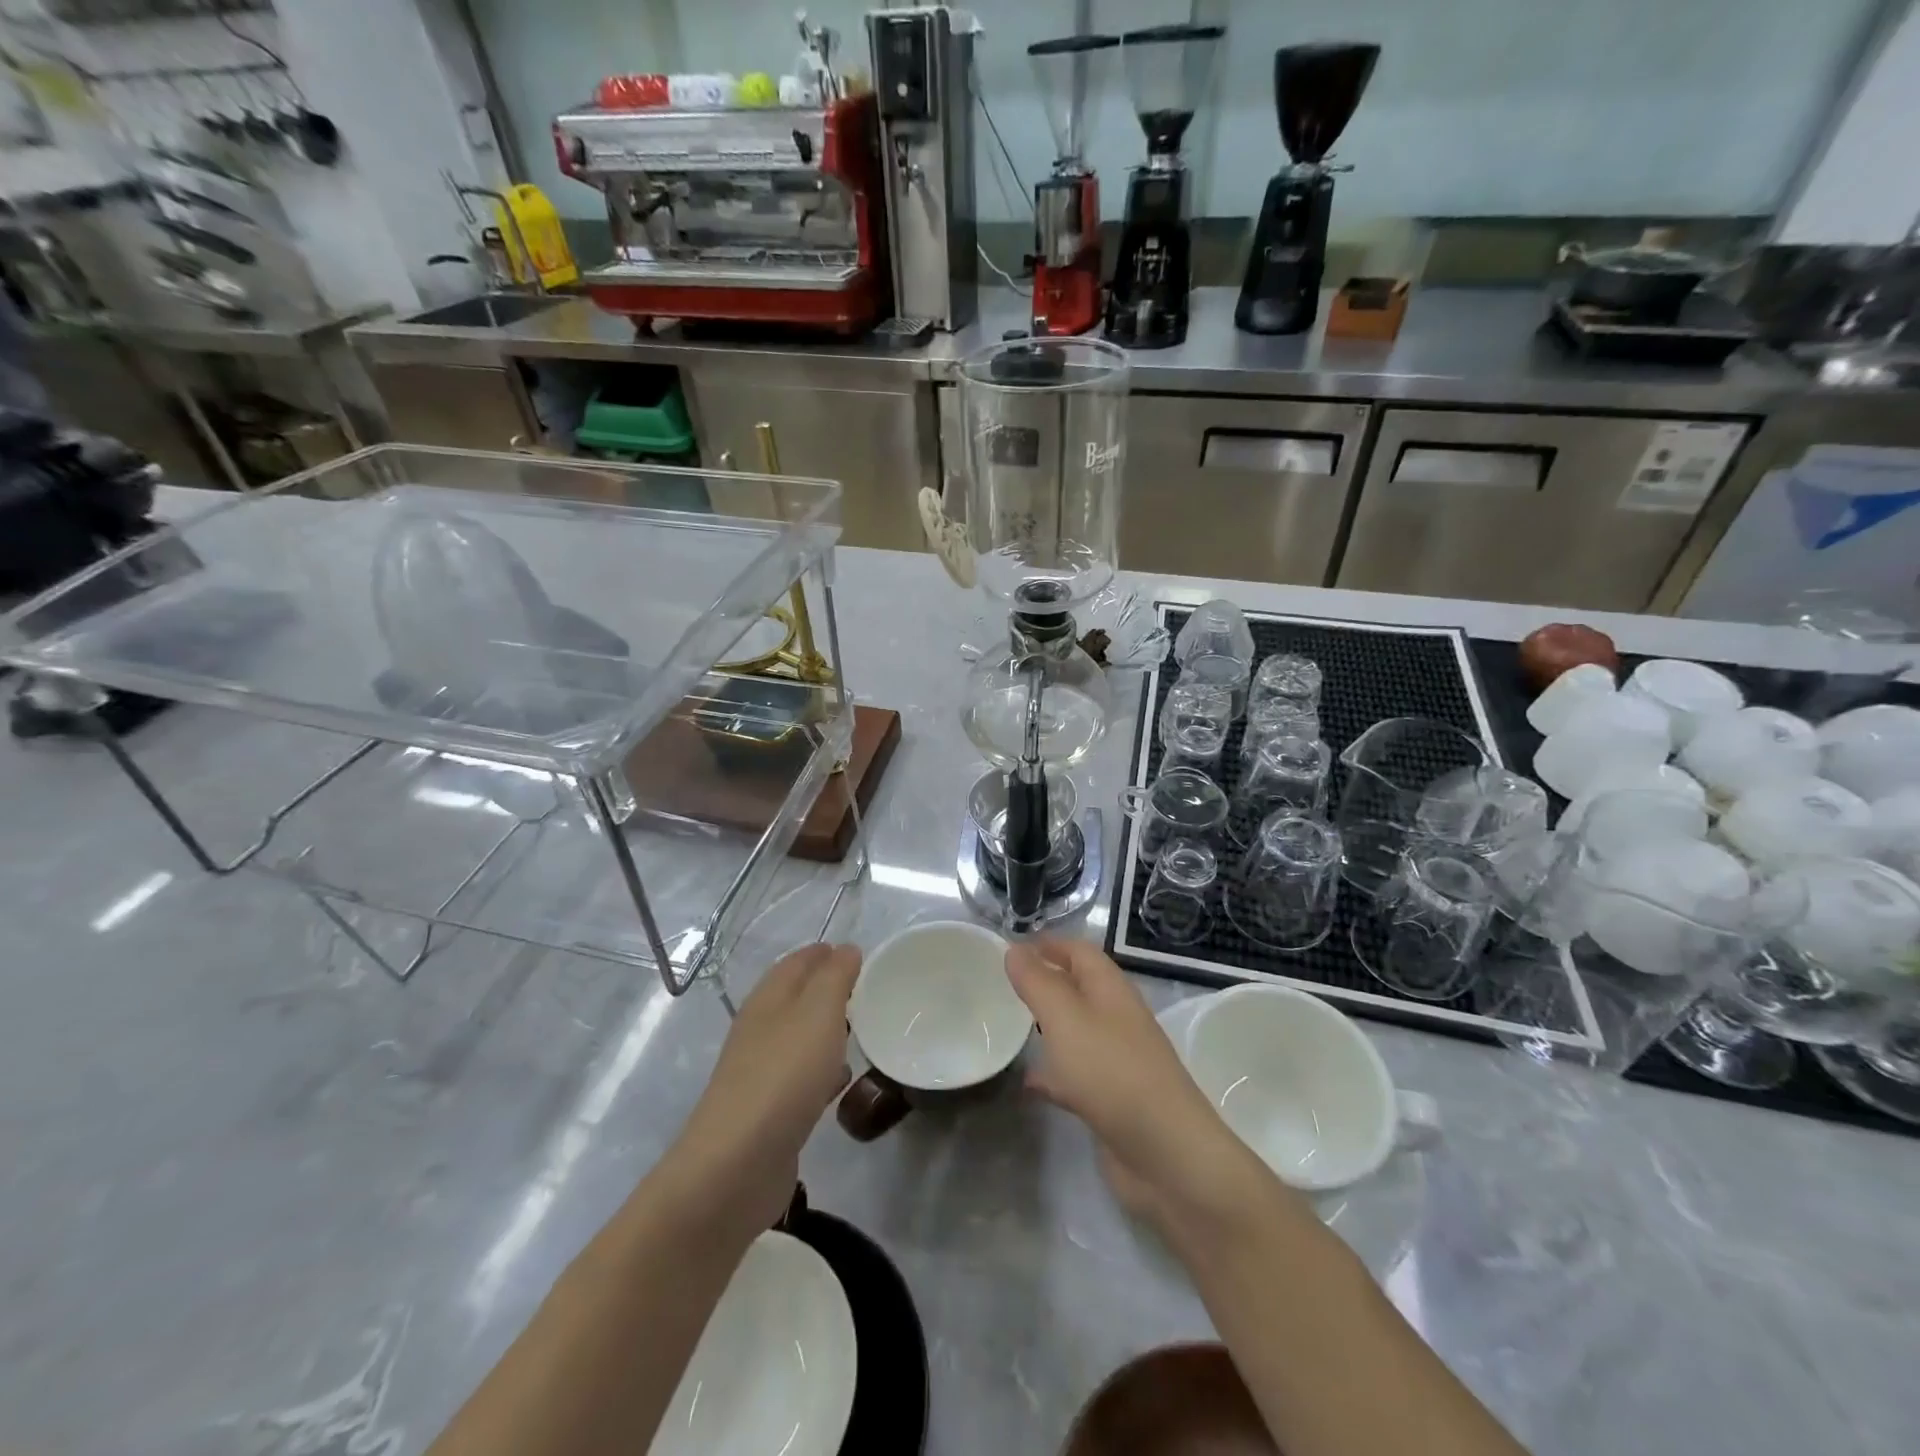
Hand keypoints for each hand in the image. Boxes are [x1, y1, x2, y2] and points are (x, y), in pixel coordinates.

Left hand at [667, 943, 860, 1233]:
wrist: (737, 1166)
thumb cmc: (783, 1075)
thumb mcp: (818, 1012)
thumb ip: (835, 977)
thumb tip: (846, 949)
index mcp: (768, 999)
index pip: (797, 962)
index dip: (826, 953)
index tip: (860, 954)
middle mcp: (761, 1029)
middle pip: (797, 998)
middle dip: (829, 990)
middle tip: (869, 990)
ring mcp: (762, 1072)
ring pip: (800, 1037)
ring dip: (827, 1030)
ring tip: (864, 1029)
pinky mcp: (770, 1111)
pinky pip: (802, 1077)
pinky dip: (824, 1070)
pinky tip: (844, 1080)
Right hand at [1005, 937, 1284, 1233]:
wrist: (1167, 1156)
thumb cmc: (1112, 1073)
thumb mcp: (1065, 1019)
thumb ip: (1037, 982)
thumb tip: (1014, 948)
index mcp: (1111, 990)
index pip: (1079, 951)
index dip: (1047, 945)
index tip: (1010, 949)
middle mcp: (1116, 1018)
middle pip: (1078, 988)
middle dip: (1045, 983)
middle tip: (1004, 986)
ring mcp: (1117, 1060)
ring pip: (1076, 1031)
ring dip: (1047, 1026)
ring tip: (1010, 1027)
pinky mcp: (1112, 1100)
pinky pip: (1075, 1075)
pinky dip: (1052, 1073)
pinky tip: (1027, 1083)